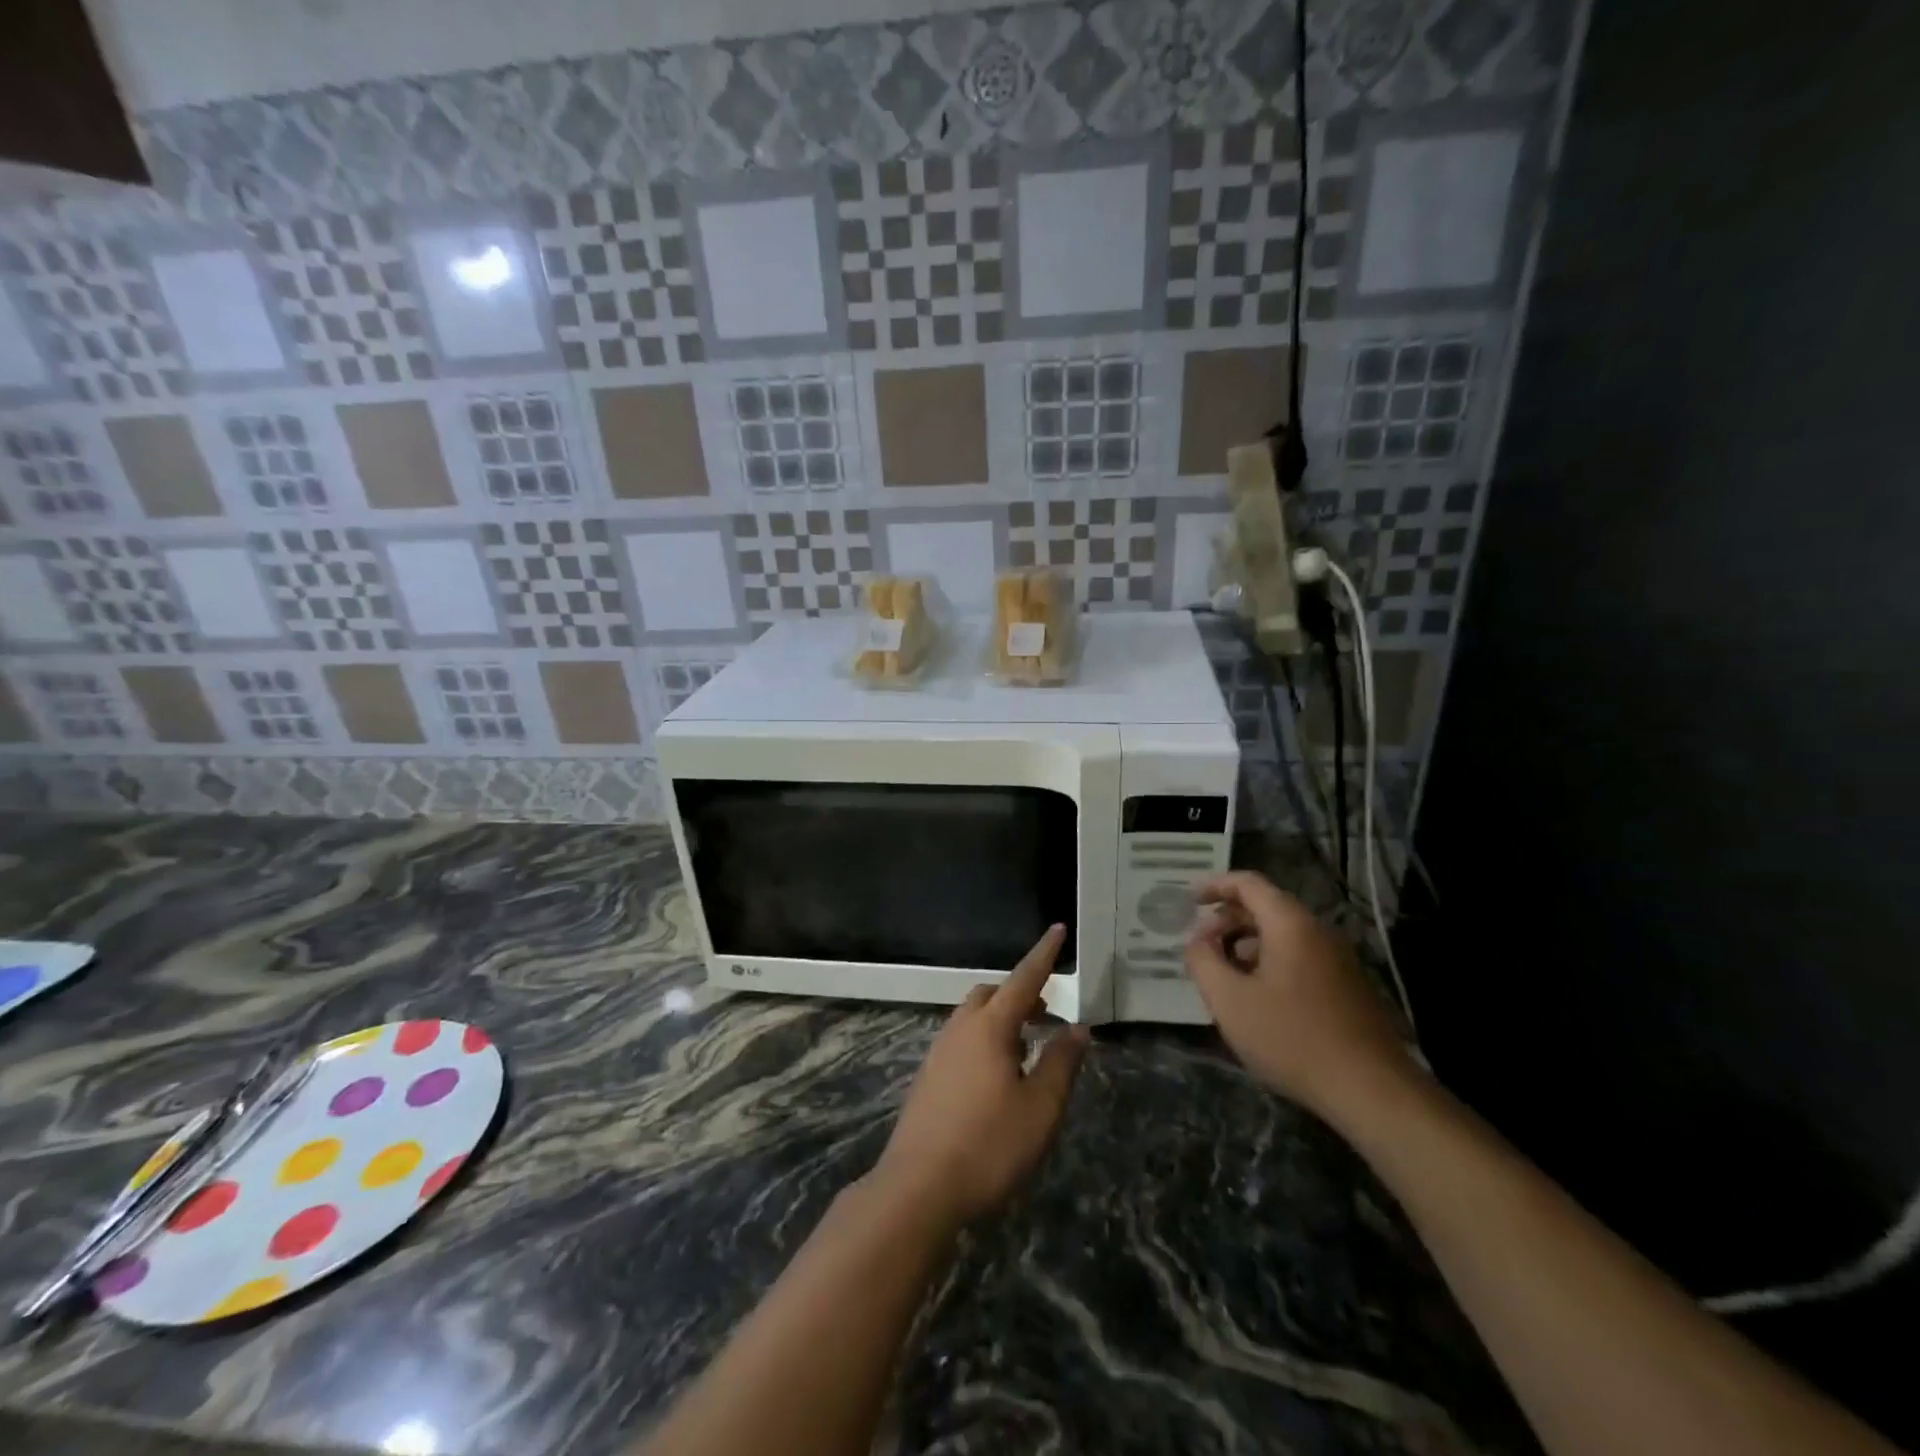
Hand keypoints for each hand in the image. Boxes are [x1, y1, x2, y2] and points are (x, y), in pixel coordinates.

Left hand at [873, 926, 1088, 1227]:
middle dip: (1021, 993)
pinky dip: (984, 1039)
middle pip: (993, 994)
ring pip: (974, 1017)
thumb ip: (1061, 1063)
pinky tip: (996, 1074)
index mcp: (990, 1027)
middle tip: (1046, 1011)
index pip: (1024, 979)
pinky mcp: (928, 1076)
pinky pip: (962, 1039)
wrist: (917, 1187)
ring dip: (1002, 1018)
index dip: (1044, 955)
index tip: (1057, 929)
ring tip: (1026, 1045)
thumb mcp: (1040, 1108)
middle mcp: (961, 1028)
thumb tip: (1078, 1027)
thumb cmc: (988, 1145)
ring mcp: (939, 1051)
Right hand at [1185, 872, 1416, 1118]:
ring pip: (1282, 936)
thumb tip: (1196, 941)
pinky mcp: (1346, 987)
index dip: (1214, 886)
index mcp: (1290, 924)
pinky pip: (1298, 958)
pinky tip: (1255, 997)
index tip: (1188, 900)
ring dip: (1246, 945)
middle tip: (1200, 946)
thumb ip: (1203, 961)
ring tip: (1222, 974)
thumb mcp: (1230, 1000)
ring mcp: (1337, 960)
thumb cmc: (1292, 1038)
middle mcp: (1317, 932)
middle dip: (1227, 920)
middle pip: (1265, 907)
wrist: (1372, 1091)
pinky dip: (1268, 963)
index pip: (1248, 884)